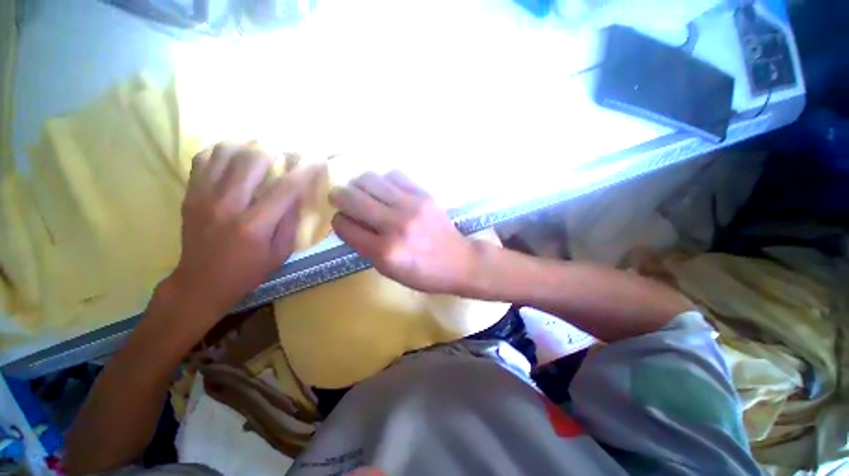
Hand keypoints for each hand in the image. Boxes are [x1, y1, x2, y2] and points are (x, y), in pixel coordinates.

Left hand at [164, 143, 317, 319]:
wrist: (201, 282)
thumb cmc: (248, 271)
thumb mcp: (281, 253)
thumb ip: (290, 221)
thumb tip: (298, 193)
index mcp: (255, 224)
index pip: (286, 187)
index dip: (305, 169)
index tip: (317, 158)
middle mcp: (228, 204)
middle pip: (253, 159)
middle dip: (276, 149)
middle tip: (286, 151)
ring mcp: (204, 196)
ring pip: (226, 152)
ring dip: (248, 145)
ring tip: (261, 150)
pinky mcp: (190, 194)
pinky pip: (204, 158)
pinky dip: (222, 151)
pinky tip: (235, 157)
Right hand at [330, 171, 474, 293]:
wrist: (459, 262)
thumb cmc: (423, 273)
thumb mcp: (389, 271)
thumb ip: (365, 248)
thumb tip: (349, 223)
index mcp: (384, 251)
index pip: (344, 225)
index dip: (338, 222)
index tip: (344, 222)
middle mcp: (394, 225)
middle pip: (350, 197)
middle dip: (339, 197)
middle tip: (342, 199)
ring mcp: (411, 206)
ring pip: (369, 179)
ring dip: (359, 185)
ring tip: (364, 192)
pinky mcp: (424, 195)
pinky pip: (394, 175)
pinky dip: (384, 181)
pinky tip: (388, 190)